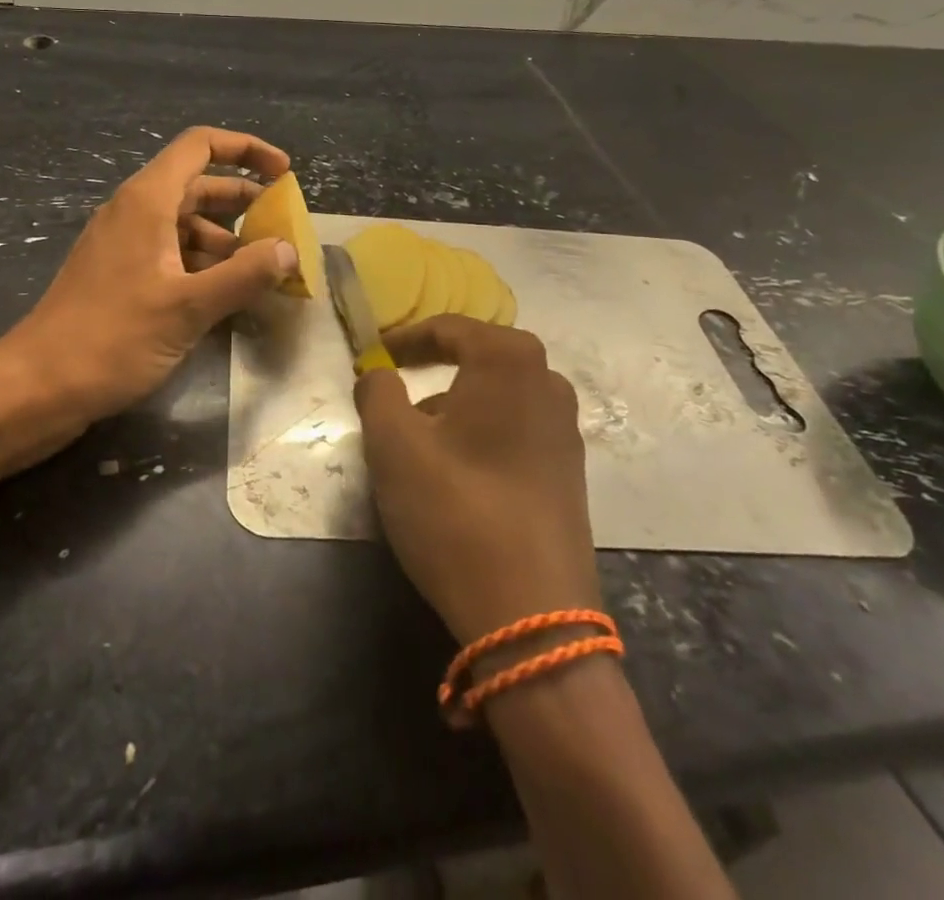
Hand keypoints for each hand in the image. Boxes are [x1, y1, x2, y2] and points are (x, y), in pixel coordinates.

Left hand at [5, 126, 294, 430]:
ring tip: (262, 268)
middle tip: (282, 226)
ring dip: (226, 238)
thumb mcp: (189, 307)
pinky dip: (203, 263)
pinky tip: (226, 293)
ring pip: (185, 223)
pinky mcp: (119, 275)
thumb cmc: (113, 337)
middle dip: (243, 200)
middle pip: (197, 184)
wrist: (37, 387)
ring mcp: (124, 244)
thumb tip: (289, 250)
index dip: (246, 149)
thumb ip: (245, 275)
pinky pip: (170, 253)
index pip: (201, 145)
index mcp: (147, 200)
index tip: (283, 173)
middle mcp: (134, 212)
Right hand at [355, 317, 599, 644]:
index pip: (449, 328)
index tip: (374, 354)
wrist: (532, 615)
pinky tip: (456, 470)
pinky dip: (480, 431)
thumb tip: (378, 374)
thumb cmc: (455, 510)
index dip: (405, 338)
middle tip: (394, 384)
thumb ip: (376, 391)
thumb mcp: (393, 444)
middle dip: (433, 367)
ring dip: (455, 402)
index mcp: (510, 360)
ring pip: (497, 396)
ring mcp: (565, 429)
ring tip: (418, 435)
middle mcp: (548, 382)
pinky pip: (515, 428)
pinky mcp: (569, 472)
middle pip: (478, 357)